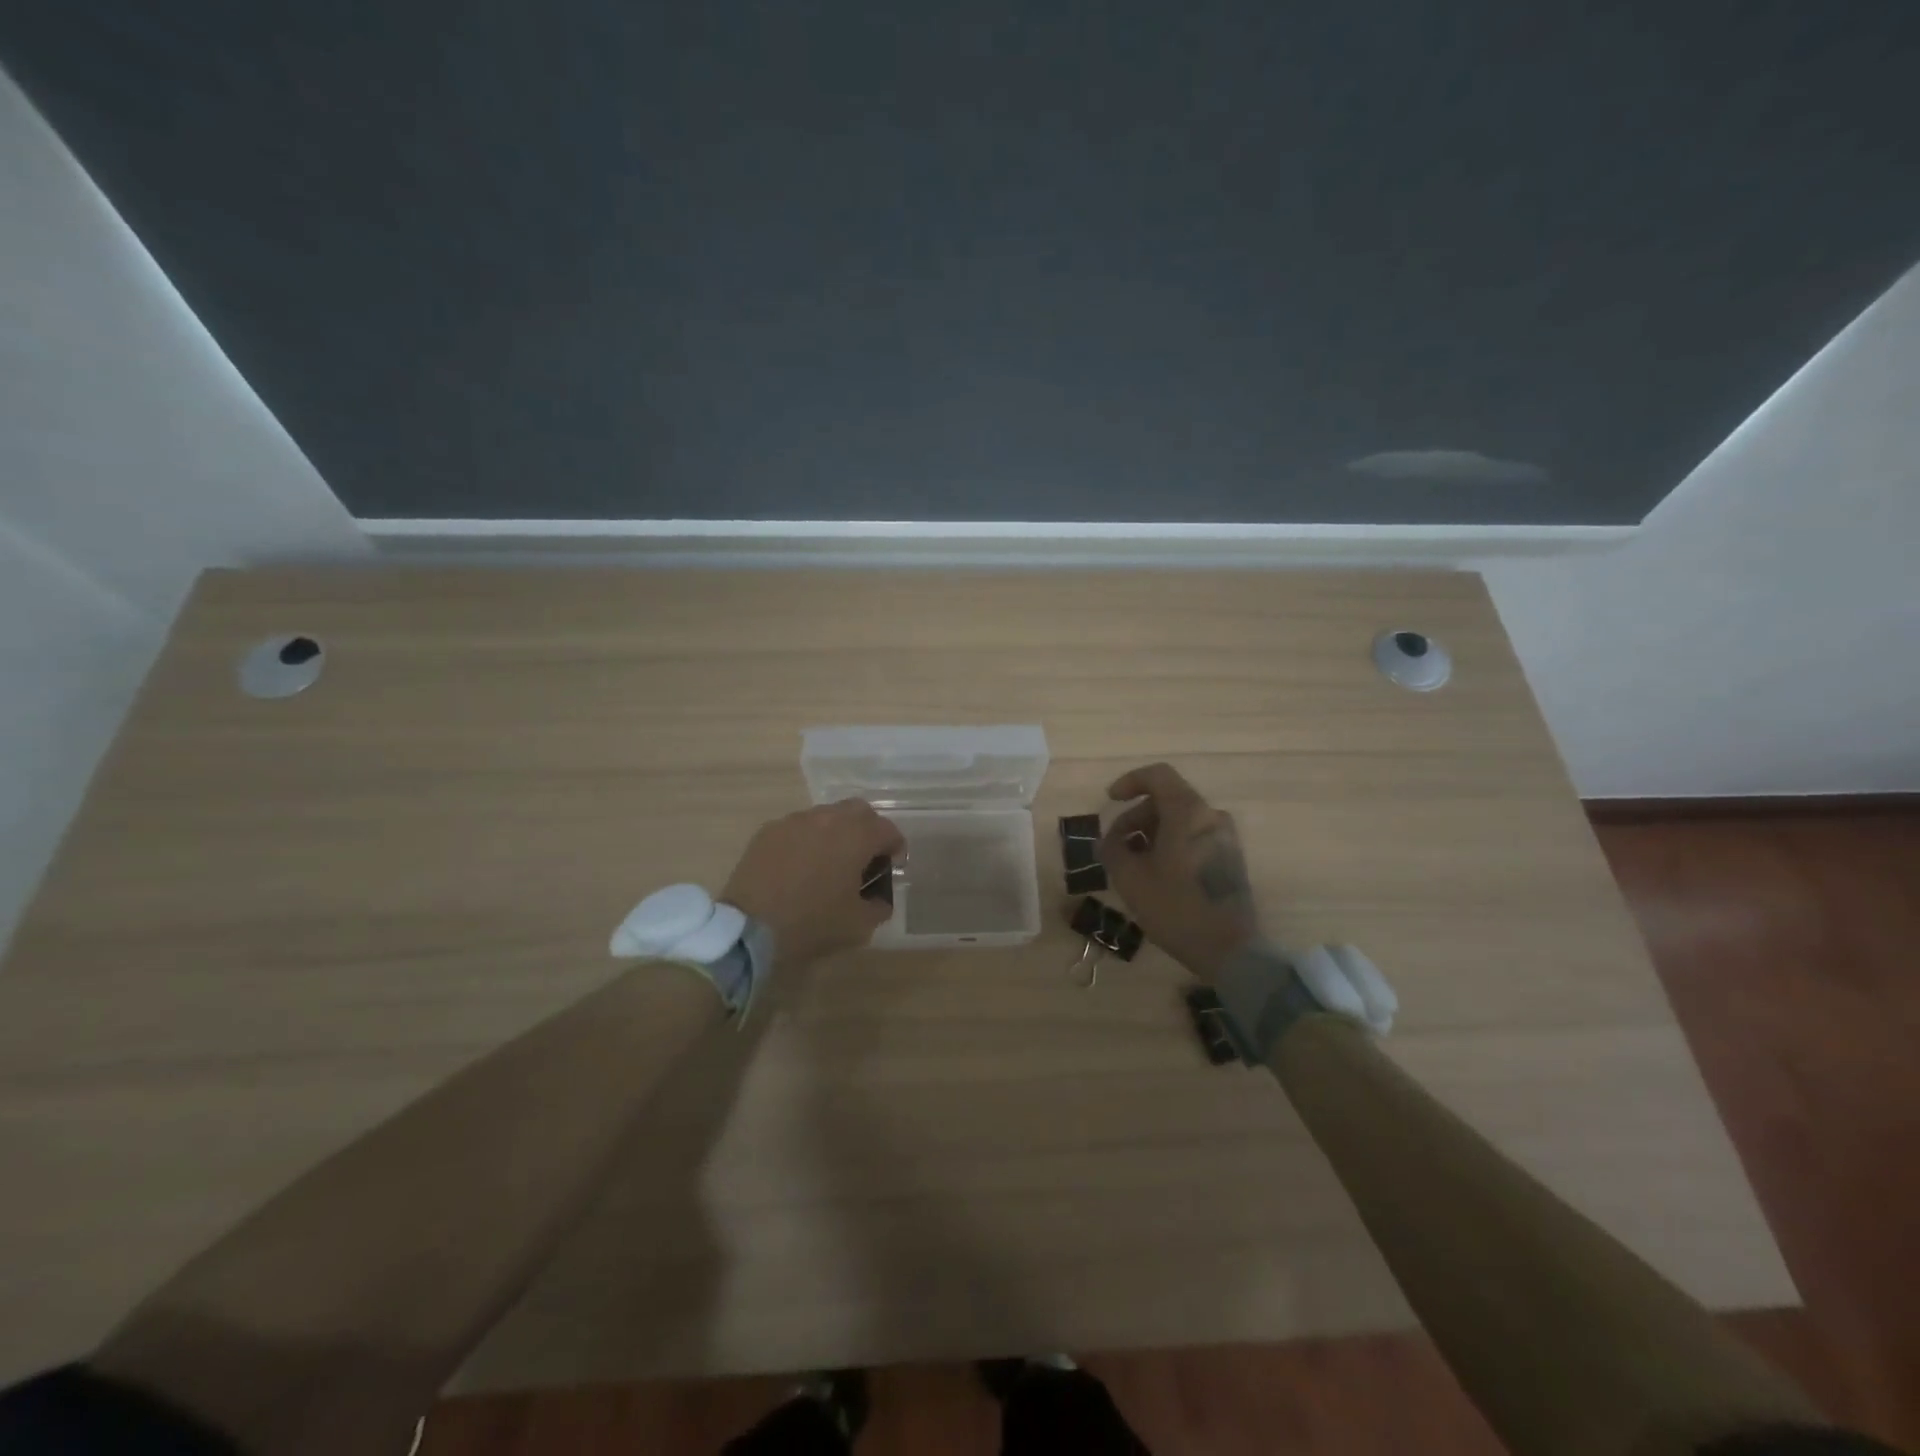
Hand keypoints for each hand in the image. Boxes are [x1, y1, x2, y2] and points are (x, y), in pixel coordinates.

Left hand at [722, 800, 905, 969]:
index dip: (895, 848)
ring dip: (836, 832)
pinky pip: (797, 827)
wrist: (750, 928)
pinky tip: (798, 866)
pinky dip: (806, 839)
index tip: (890, 868)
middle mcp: (828, 818)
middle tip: (863, 859)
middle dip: (867, 830)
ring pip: (826, 815)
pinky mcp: (768, 830)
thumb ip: (879, 906)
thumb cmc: (812, 923)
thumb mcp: (858, 925)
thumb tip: (879, 898)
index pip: (888, 830)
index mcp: (856, 836)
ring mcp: (794, 821)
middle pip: (859, 811)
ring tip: (828, 862)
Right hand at [1098, 763, 1259, 981]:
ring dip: (1151, 834)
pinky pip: (1194, 838)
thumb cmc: (1175, 908)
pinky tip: (1155, 874)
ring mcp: (1226, 839)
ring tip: (1132, 864)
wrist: (1230, 950)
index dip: (1130, 782)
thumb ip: (1113, 849)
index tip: (1110, 800)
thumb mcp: (1130, 878)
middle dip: (1135, 817)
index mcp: (1189, 812)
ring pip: (1180, 821)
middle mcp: (1211, 817)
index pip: (1158, 775)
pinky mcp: (1231, 860)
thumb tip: (1109, 841)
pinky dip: (1170, 845)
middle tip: (1115, 846)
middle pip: (1167, 800)